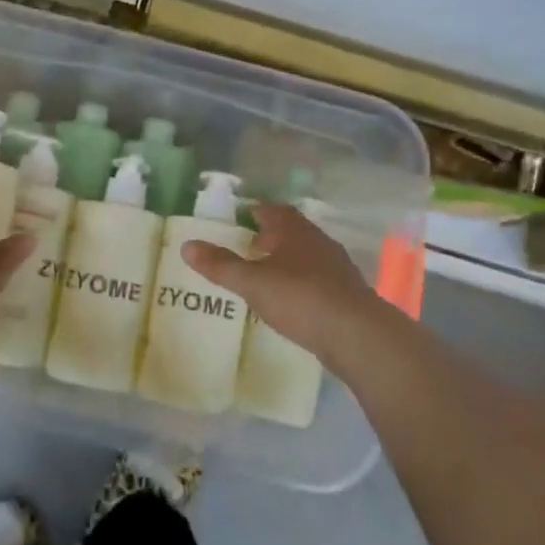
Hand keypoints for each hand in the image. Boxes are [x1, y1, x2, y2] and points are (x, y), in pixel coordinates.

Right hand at [182, 204, 388, 363]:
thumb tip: (187, 246)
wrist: (357, 334)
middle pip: (292, 231)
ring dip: (287, 260)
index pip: (274, 210)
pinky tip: (291, 300)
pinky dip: (301, 282)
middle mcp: (319, 242)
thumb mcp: (253, 282)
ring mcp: (337, 268)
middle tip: (249, 245)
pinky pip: (318, 279)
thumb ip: (221, 265)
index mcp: (295, 231)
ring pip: (307, 255)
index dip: (257, 211)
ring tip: (266, 273)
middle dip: (271, 236)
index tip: (242, 216)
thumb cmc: (301, 298)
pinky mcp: (346, 293)